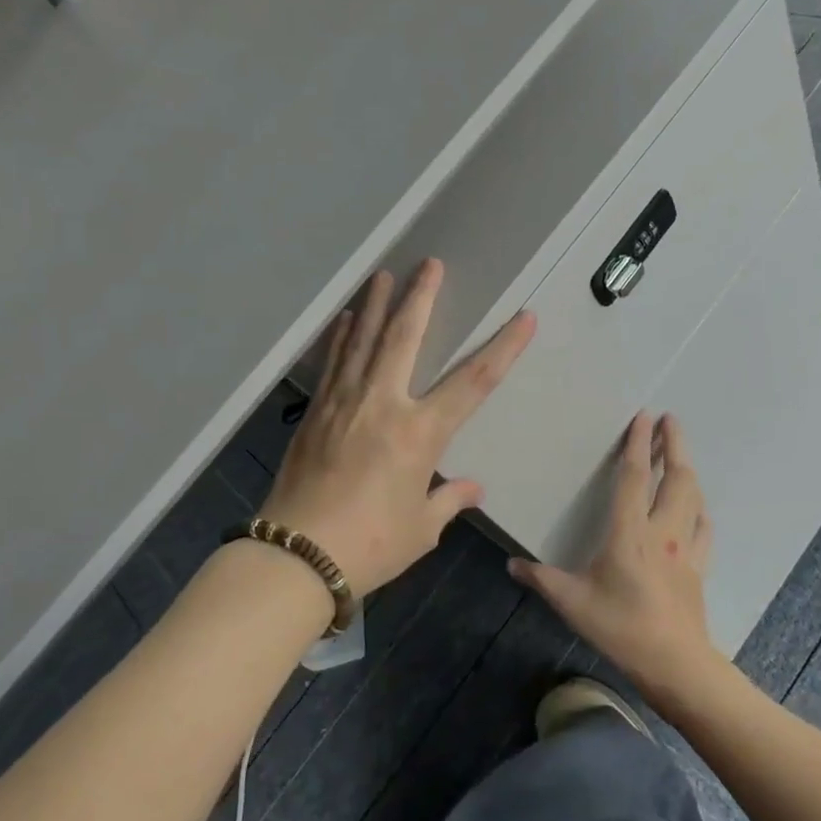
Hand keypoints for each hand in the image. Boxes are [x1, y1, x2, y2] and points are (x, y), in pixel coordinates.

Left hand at [260, 259, 535, 595]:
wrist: (297, 557)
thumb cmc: (370, 545)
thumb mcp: (421, 528)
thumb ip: (448, 500)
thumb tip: (472, 487)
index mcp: (419, 434)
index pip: (473, 382)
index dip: (503, 348)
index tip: (523, 318)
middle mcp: (383, 405)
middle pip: (405, 338)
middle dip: (421, 298)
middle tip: (430, 264)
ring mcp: (344, 403)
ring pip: (362, 340)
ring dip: (375, 304)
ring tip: (384, 274)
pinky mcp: (315, 412)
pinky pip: (332, 363)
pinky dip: (340, 337)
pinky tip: (344, 319)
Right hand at [508, 412, 718, 707]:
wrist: (675, 664)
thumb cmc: (621, 628)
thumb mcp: (572, 602)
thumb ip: (541, 579)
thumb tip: (511, 564)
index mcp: (629, 533)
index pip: (634, 477)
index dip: (638, 444)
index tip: (644, 416)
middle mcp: (662, 531)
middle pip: (675, 477)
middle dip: (675, 444)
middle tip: (671, 420)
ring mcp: (685, 549)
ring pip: (693, 498)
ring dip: (687, 471)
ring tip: (680, 455)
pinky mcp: (699, 568)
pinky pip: (703, 529)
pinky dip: (700, 510)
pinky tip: (698, 509)